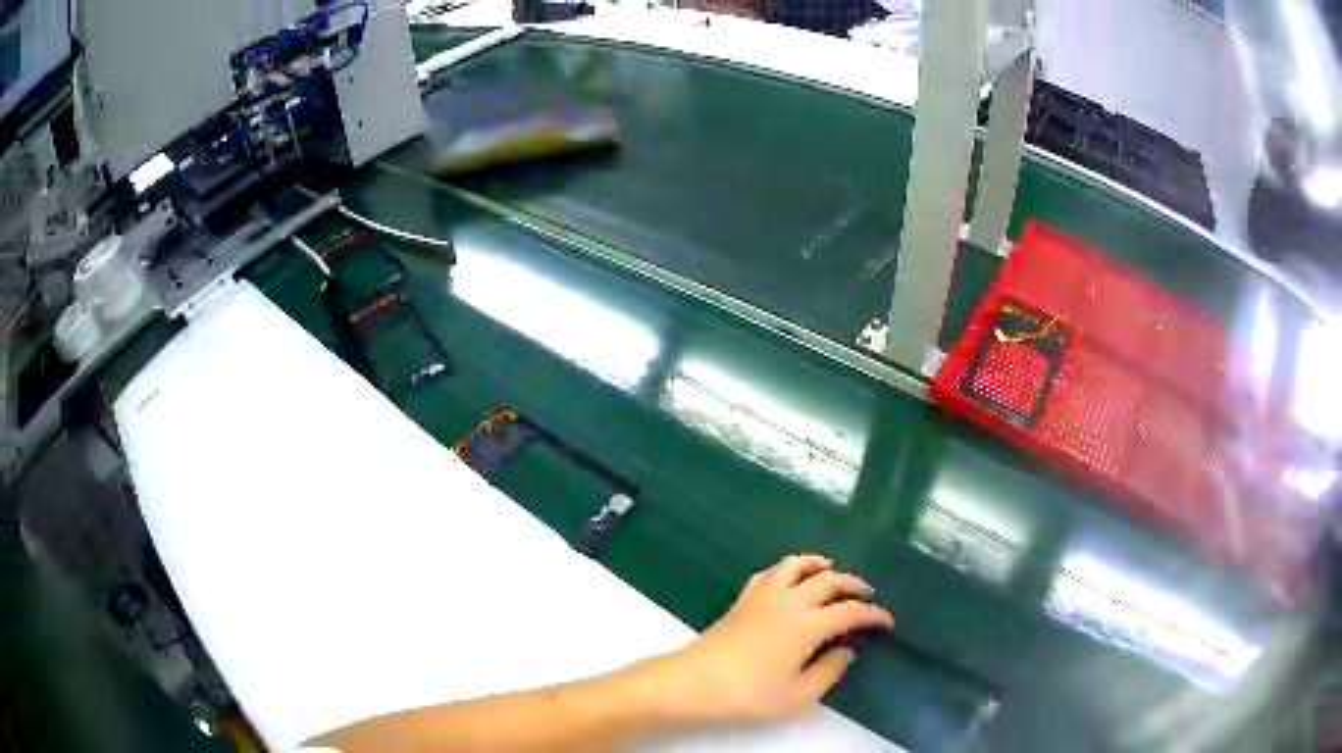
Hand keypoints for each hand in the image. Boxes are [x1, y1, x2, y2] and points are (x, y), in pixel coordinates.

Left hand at [654, 554, 893, 723]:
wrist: (693, 682)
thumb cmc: (748, 694)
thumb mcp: (797, 695)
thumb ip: (828, 671)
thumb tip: (846, 651)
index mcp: (807, 624)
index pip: (850, 611)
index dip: (873, 615)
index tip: (887, 622)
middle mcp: (789, 601)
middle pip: (829, 580)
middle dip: (854, 584)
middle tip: (868, 594)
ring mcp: (762, 596)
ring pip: (796, 565)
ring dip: (819, 564)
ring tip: (831, 569)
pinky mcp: (742, 599)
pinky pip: (769, 573)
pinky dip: (786, 569)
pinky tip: (789, 579)